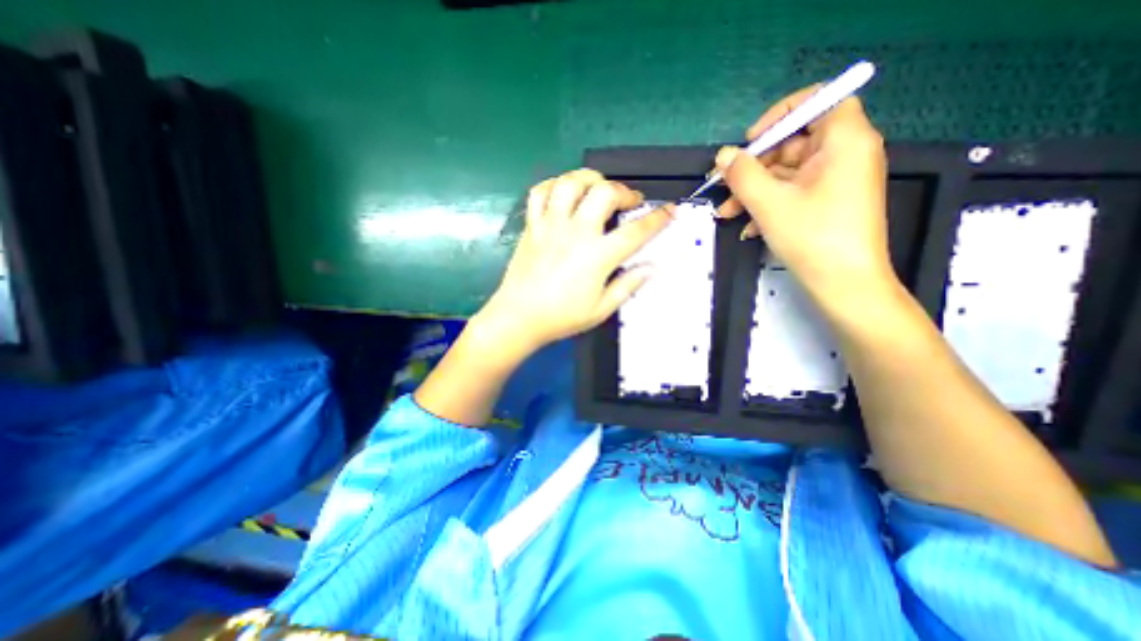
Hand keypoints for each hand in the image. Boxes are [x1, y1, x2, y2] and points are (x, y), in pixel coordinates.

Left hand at [476, 167, 670, 355]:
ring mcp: (551, 225)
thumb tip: (651, 268)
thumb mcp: (601, 310)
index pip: (636, 231)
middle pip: (605, 193)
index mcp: (597, 256)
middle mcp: (576, 233)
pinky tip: (564, 193)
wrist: (519, 317)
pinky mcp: (532, 226)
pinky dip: (554, 185)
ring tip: (597, 188)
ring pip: (571, 183)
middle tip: (629, 201)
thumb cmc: (561, 317)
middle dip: (624, 191)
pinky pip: (540, 192)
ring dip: (590, 179)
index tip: (670, 210)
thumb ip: (628, 286)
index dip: (657, 219)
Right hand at [715, 86, 895, 305]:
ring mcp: (836, 181)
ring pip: (788, 173)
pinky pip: (794, 193)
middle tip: (725, 185)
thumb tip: (723, 155)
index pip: (818, 101)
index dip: (780, 115)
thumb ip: (742, 174)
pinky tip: (747, 228)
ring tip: (726, 213)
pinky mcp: (828, 203)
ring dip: (754, 191)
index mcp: (844, 141)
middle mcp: (845, 154)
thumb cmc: (812, 237)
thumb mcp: (769, 203)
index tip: (751, 140)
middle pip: (794, 143)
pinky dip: (769, 205)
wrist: (843, 284)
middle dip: (755, 166)